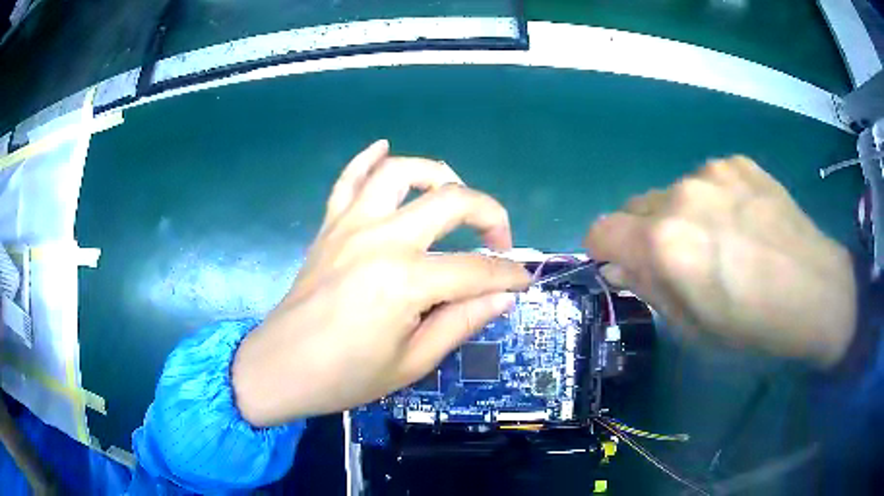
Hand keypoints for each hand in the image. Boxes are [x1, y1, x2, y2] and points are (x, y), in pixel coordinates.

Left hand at [232, 140, 529, 425]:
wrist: (280, 369)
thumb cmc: (345, 376)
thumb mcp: (412, 362)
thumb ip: (461, 322)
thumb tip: (503, 295)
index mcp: (405, 282)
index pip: (476, 269)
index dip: (508, 275)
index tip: (524, 282)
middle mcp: (381, 239)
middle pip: (450, 200)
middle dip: (489, 214)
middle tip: (498, 241)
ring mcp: (350, 226)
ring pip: (399, 172)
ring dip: (435, 173)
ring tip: (455, 192)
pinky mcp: (329, 227)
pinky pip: (348, 180)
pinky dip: (367, 159)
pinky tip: (383, 146)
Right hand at [585, 156, 855, 367]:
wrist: (817, 292)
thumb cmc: (753, 327)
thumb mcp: (692, 329)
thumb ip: (649, 290)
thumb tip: (621, 265)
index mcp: (664, 244)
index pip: (601, 230)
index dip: (606, 250)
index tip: (625, 266)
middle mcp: (680, 196)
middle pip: (634, 207)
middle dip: (644, 234)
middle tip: (680, 260)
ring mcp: (712, 172)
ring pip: (672, 192)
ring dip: (680, 215)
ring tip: (720, 239)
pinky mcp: (737, 161)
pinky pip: (706, 179)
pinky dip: (711, 198)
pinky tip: (743, 219)